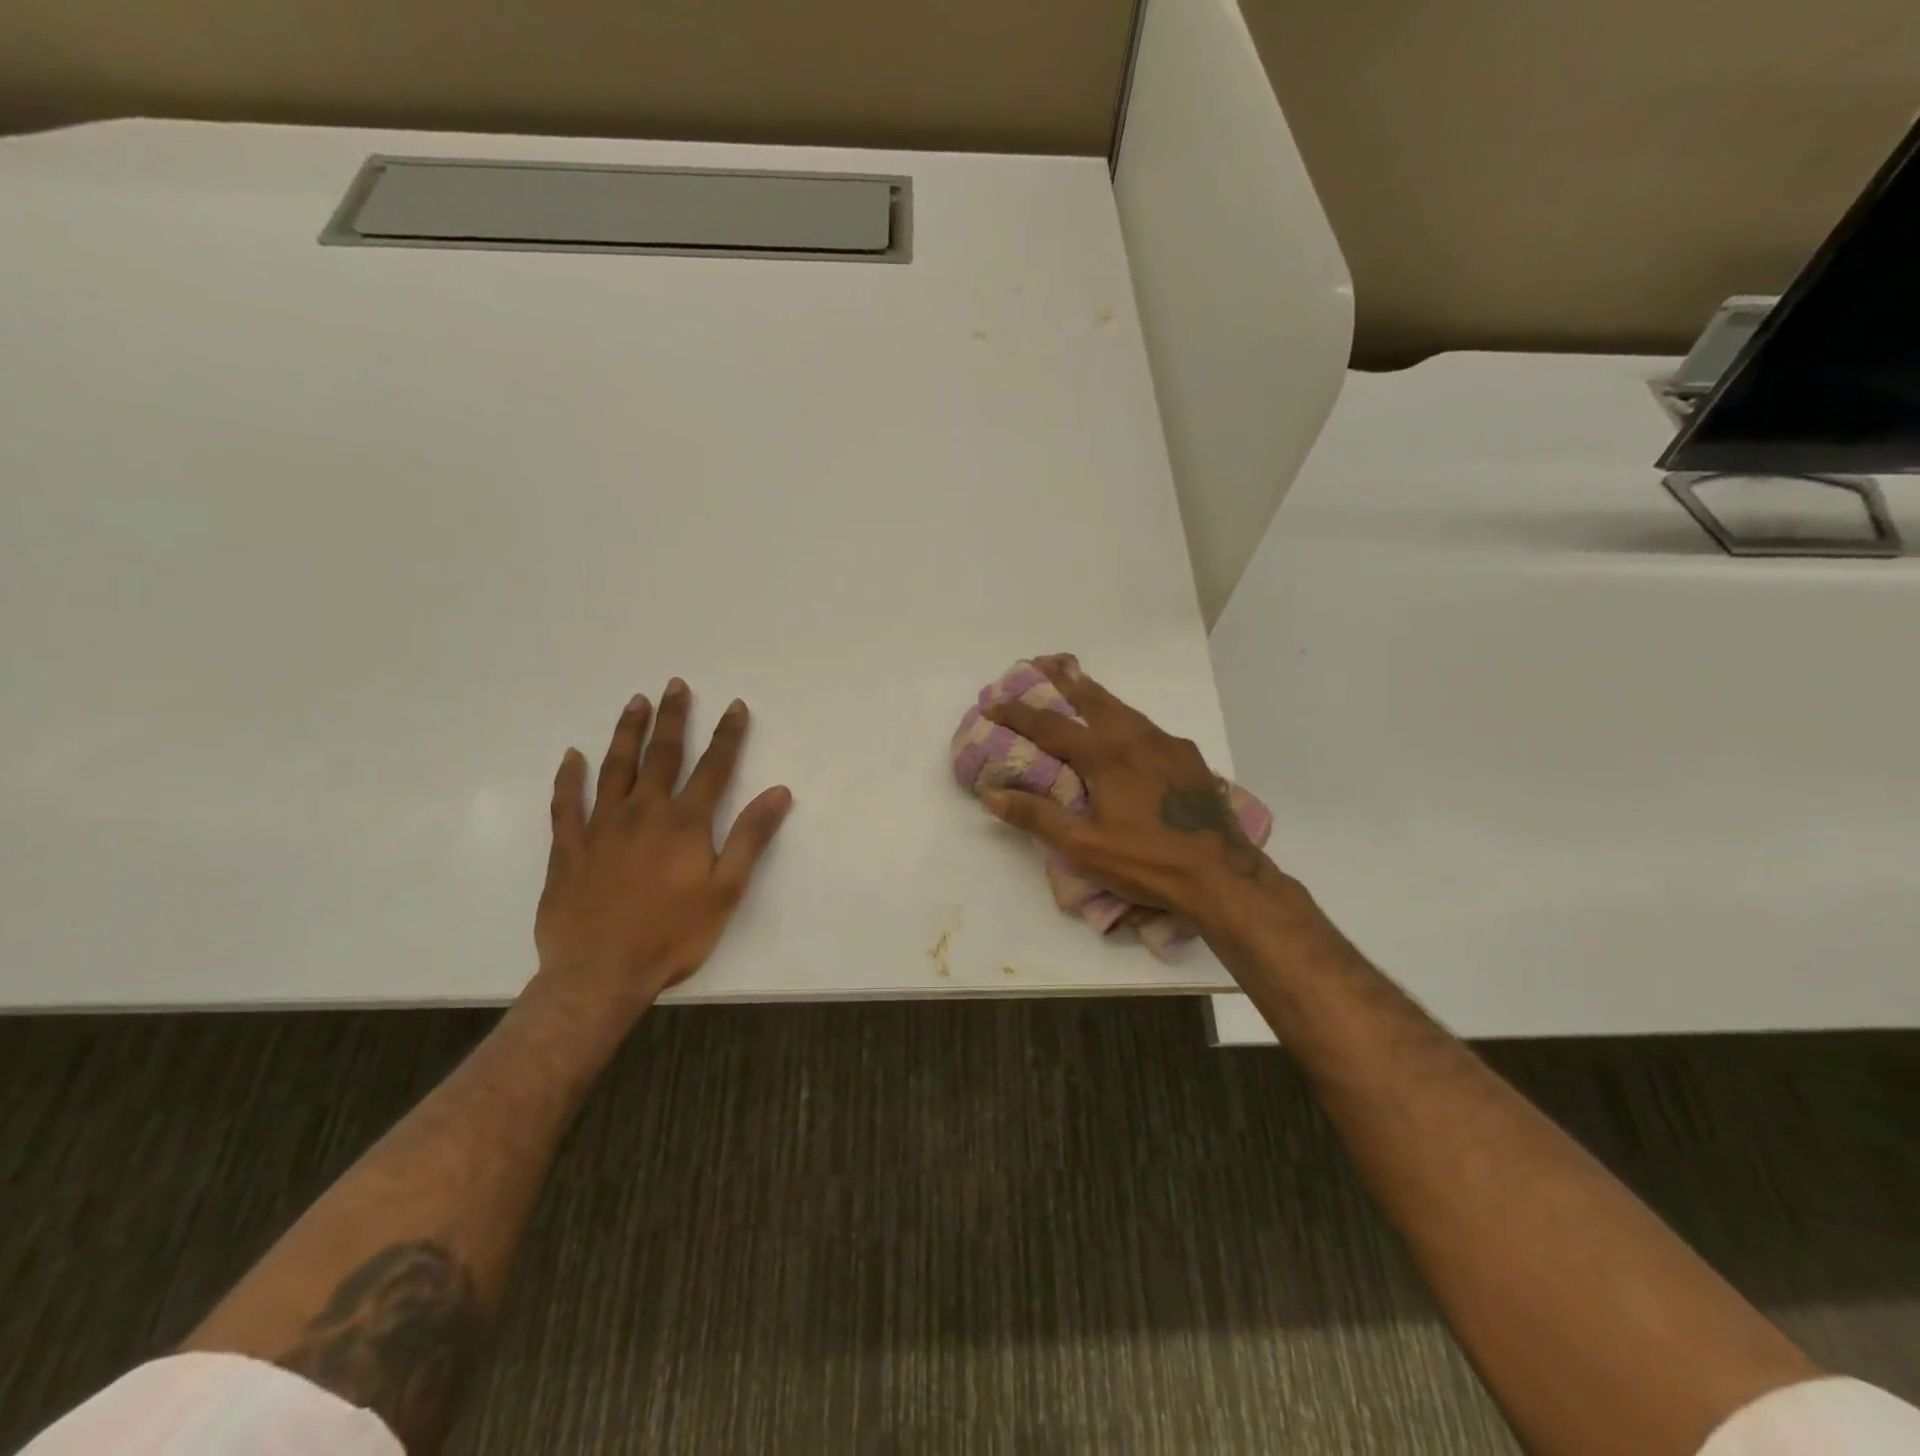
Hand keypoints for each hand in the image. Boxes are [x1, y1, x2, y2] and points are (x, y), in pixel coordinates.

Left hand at [533, 680, 792, 1012]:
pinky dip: (568, 778)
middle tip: (675, 685)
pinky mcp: (568, 847)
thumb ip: (750, 837)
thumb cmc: (672, 935)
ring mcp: (601, 827)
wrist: (599, 974)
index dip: (727, 735)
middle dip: (673, 718)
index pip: (713, 767)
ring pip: (614, 768)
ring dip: (627, 733)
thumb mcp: (726, 890)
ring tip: (635, 702)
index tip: (735, 705)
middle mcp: (643, 813)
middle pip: (661, 755)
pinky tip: (571, 757)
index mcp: (685, 823)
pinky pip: (565, 803)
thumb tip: (779, 792)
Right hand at [981, 655, 1281, 926]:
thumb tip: (993, 795)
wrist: (1221, 875)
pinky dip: (1126, 717)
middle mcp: (1137, 739)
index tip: (992, 703)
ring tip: (1079, 684)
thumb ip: (1037, 817)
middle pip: (1093, 700)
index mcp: (1106, 756)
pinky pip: (1149, 727)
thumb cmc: (1146, 862)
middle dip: (1064, 680)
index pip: (1051, 727)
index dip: (1018, 714)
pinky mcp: (1189, 758)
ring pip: (1124, 709)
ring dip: (1096, 695)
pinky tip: (1128, 730)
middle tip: (1043, 661)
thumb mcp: (1083, 846)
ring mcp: (1168, 745)